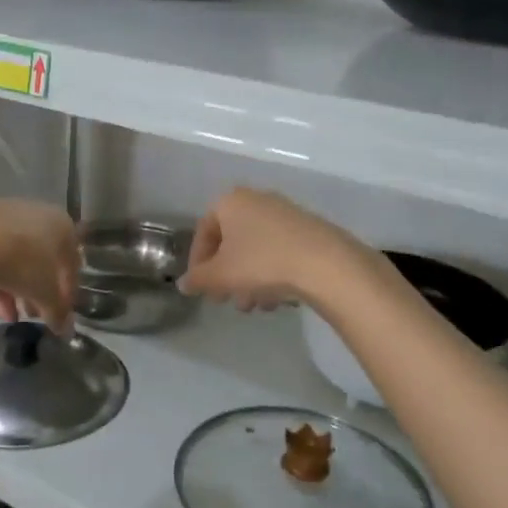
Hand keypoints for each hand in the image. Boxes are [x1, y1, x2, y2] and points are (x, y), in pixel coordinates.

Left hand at [0, 199, 79, 331]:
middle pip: (37, 261)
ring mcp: (2, 218)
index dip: (66, 292)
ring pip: (9, 260)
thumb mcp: (45, 293)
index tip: (58, 314)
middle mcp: (35, 215)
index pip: (70, 263)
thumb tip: (64, 326)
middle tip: (28, 316)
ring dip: (8, 292)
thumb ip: (57, 310)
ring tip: (2, 318)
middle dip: (32, 293)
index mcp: (61, 225)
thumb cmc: (22, 262)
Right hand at [178, 188, 367, 311]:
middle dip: (227, 276)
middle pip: (232, 242)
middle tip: (228, 301)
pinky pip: (279, 251)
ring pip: (256, 250)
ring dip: (249, 280)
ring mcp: (285, 213)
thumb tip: (183, 284)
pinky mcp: (308, 230)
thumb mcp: (221, 276)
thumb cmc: (262, 263)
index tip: (202, 288)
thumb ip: (198, 279)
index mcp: (230, 202)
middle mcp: (257, 200)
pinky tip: (278, 299)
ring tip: (256, 307)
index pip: (203, 231)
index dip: (198, 263)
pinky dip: (272, 274)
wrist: (325, 263)